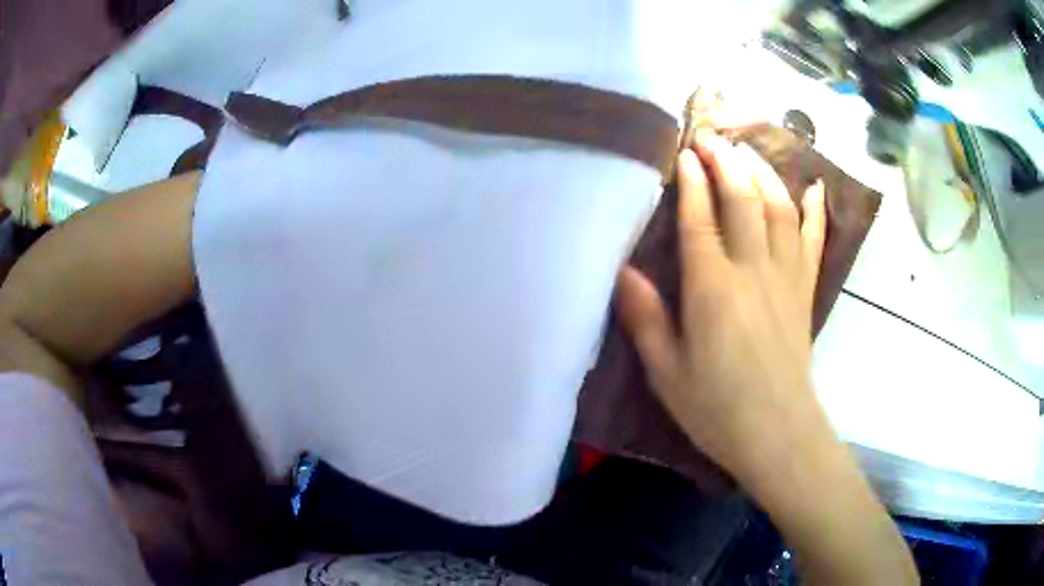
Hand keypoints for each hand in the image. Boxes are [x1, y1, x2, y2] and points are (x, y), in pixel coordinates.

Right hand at [616, 134, 918, 583]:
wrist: (777, 433)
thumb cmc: (717, 408)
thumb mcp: (666, 372)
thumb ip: (645, 318)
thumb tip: (623, 271)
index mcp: (713, 290)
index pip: (701, 219)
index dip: (692, 181)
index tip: (683, 152)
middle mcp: (753, 271)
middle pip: (743, 200)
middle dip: (726, 161)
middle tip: (712, 136)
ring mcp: (786, 277)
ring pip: (779, 209)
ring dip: (763, 172)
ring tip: (748, 149)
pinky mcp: (806, 290)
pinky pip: (813, 240)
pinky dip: (814, 210)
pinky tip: (812, 186)